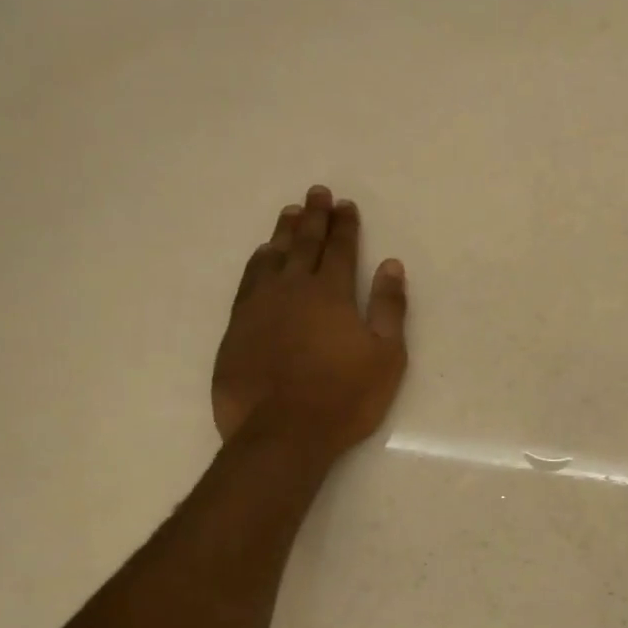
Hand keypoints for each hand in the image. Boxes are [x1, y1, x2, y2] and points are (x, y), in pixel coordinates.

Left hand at [213, 186, 408, 461]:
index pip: (340, 249)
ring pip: (272, 257)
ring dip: (283, 233)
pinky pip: (248, 281)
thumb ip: (388, 307)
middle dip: (314, 216)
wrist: (280, 433)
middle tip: (316, 193)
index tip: (345, 204)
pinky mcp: (237, 327)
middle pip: (304, 244)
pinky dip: (258, 262)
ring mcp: (259, 306)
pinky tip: (261, 257)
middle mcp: (292, 289)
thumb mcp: (385, 356)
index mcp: (330, 293)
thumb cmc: (343, 397)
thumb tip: (391, 265)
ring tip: (289, 214)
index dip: (344, 225)